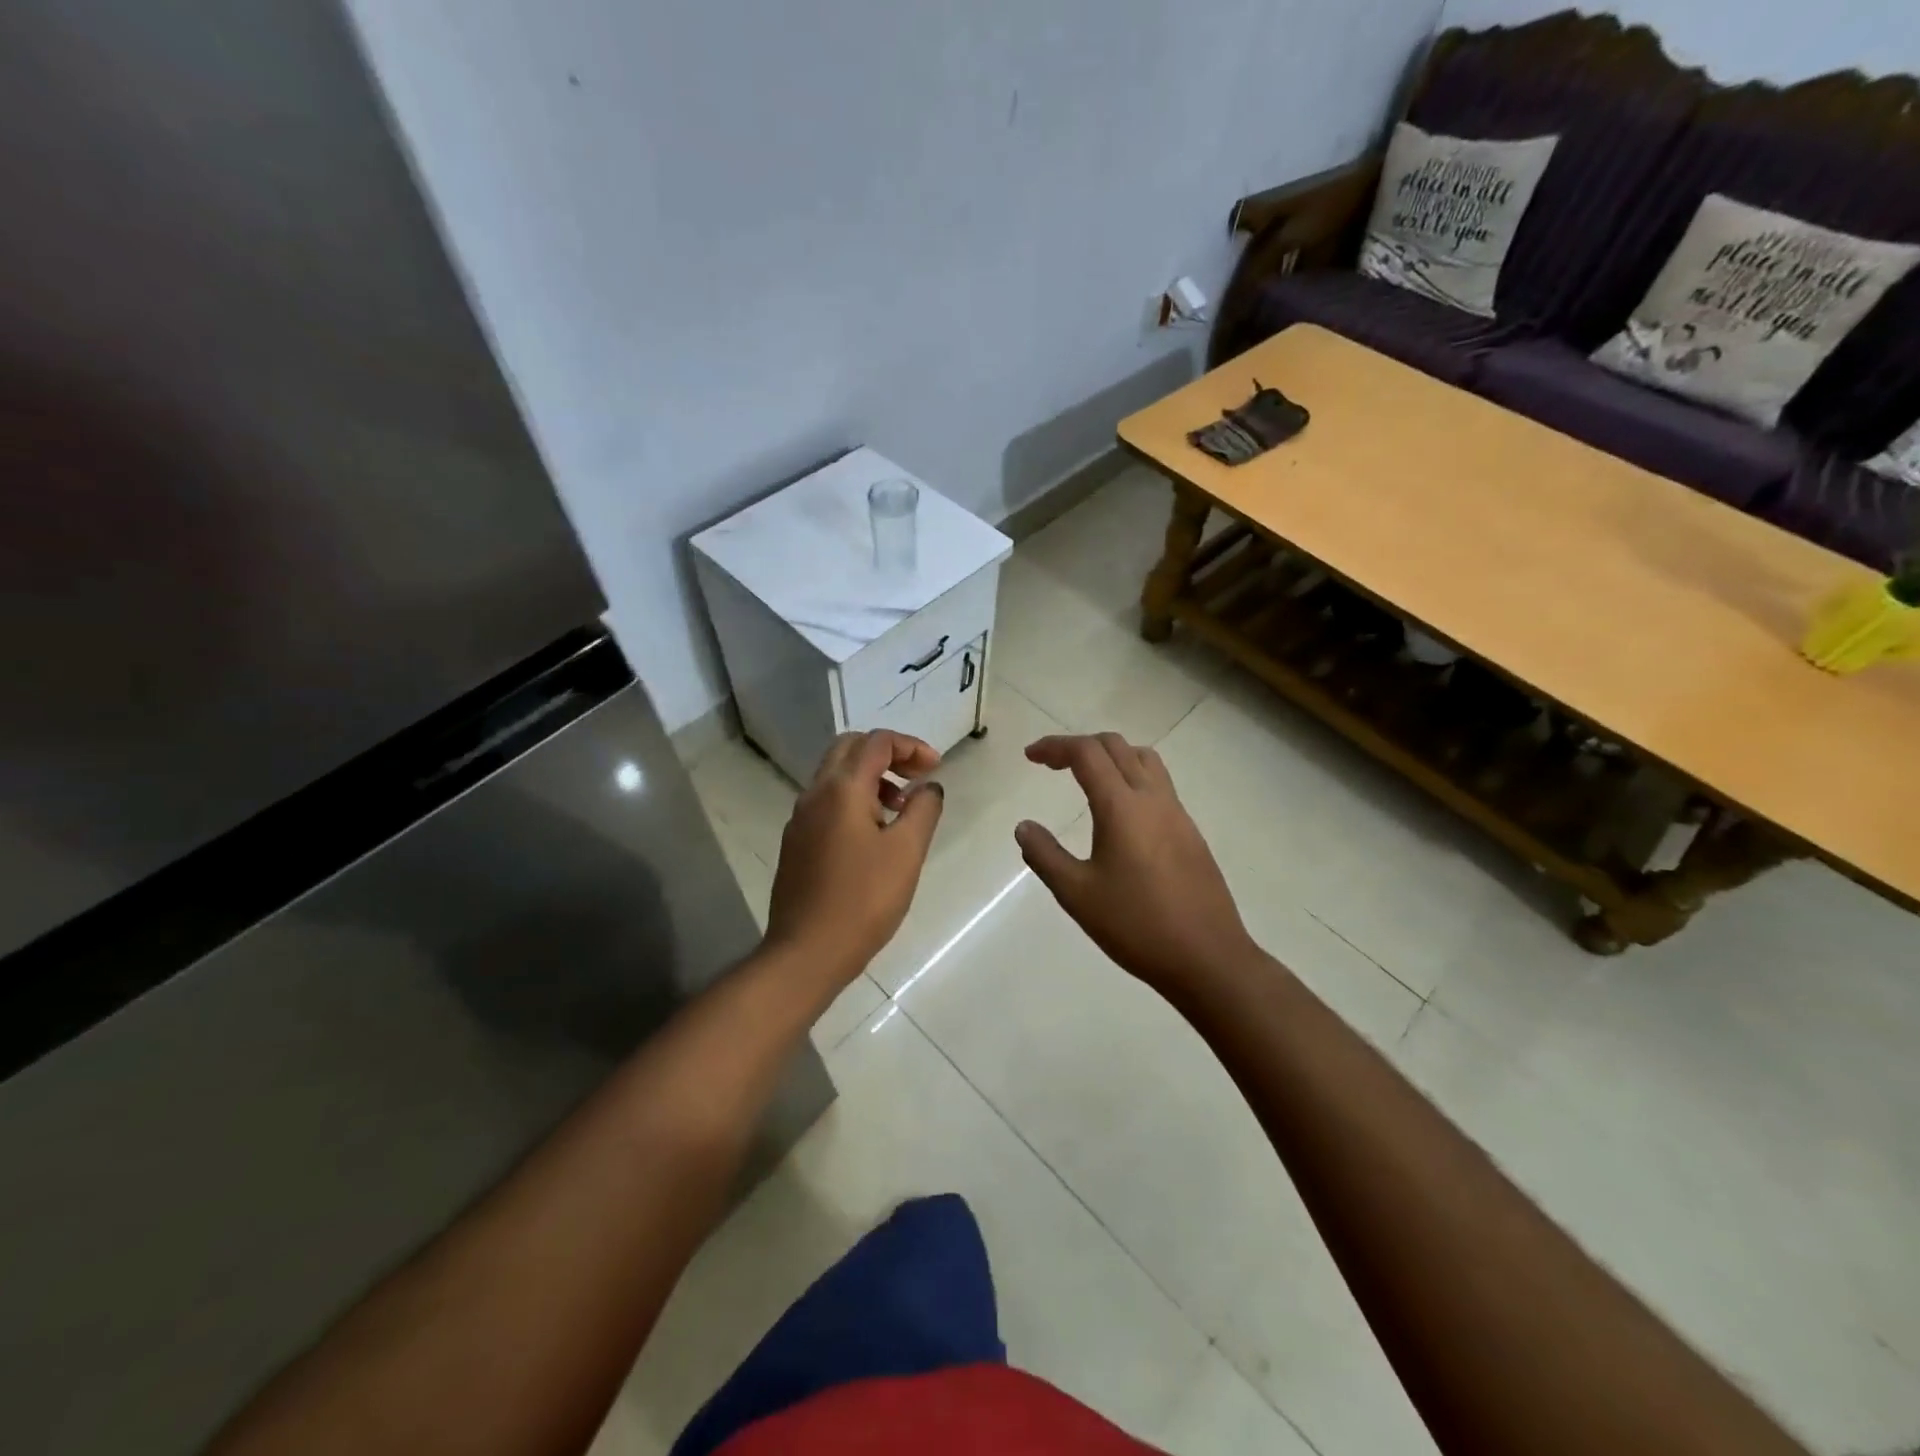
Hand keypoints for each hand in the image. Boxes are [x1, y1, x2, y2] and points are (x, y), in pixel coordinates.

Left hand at [765, 731, 945, 983]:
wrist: (806, 952)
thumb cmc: (863, 900)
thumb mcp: (906, 852)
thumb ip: (923, 810)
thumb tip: (929, 787)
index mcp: (841, 789)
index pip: (877, 742)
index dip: (911, 746)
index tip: (936, 768)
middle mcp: (815, 794)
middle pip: (850, 748)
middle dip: (887, 753)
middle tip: (917, 777)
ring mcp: (800, 819)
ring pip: (836, 775)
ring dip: (871, 777)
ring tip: (900, 809)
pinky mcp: (796, 843)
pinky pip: (827, 802)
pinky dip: (854, 799)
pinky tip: (874, 834)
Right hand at [1014, 733, 1257, 998]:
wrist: (1208, 958)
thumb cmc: (1136, 925)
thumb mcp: (1077, 894)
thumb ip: (1045, 855)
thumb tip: (1024, 827)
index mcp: (1122, 807)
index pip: (1087, 753)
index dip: (1055, 746)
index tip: (1030, 756)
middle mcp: (1153, 799)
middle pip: (1116, 746)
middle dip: (1080, 746)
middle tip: (1051, 765)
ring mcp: (1177, 814)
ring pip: (1144, 760)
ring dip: (1111, 756)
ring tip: (1086, 779)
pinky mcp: (1191, 833)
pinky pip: (1159, 785)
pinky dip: (1131, 778)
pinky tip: (1120, 815)